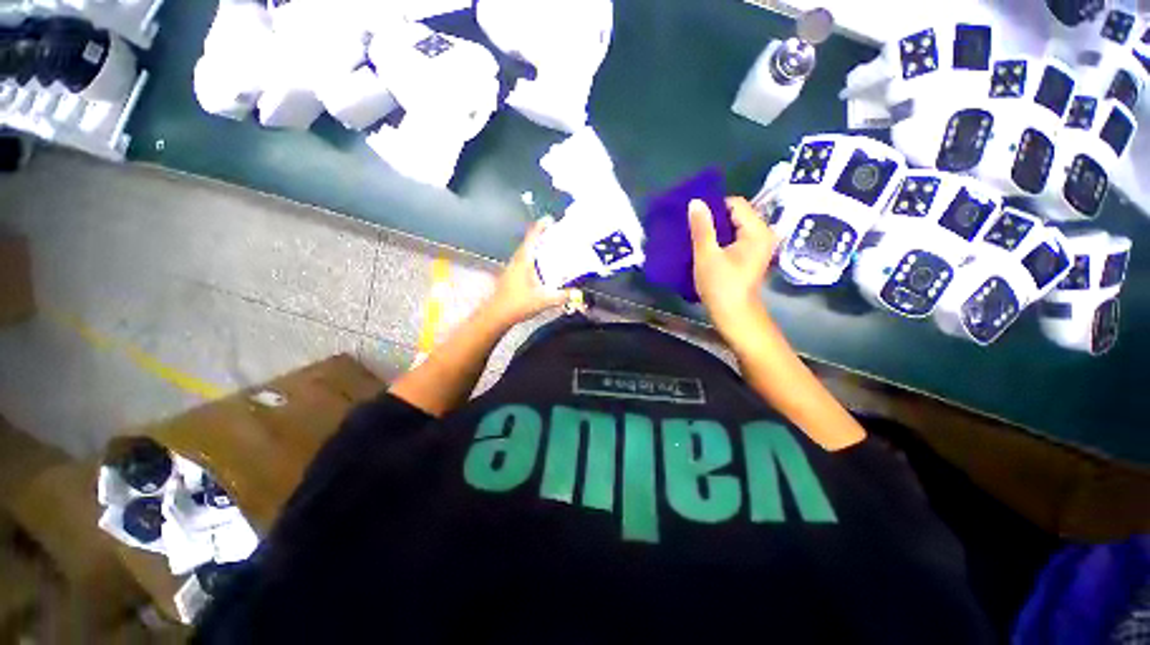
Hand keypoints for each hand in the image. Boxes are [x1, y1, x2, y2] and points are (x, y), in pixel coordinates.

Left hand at [485, 216, 577, 326]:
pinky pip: (525, 261)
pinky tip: (542, 267)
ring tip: (552, 249)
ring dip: (538, 248)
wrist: (497, 315)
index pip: (532, 237)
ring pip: (526, 252)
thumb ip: (562, 296)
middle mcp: (517, 260)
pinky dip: (534, 258)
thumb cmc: (518, 303)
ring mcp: (512, 267)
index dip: (541, 226)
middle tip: (557, 235)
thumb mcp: (544, 300)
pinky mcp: (511, 275)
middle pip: (530, 242)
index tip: (551, 220)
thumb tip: (579, 293)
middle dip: (543, 236)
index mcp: (524, 260)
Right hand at [689, 197, 779, 332]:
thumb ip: (702, 227)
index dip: (713, 207)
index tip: (694, 218)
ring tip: (696, 237)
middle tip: (692, 227)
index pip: (735, 204)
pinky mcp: (751, 256)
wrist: (734, 315)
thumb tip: (695, 202)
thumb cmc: (721, 286)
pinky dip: (720, 240)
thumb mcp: (707, 255)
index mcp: (757, 231)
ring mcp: (758, 246)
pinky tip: (706, 248)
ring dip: (715, 230)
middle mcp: (763, 234)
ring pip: (734, 227)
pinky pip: (735, 238)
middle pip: (736, 214)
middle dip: (713, 219)